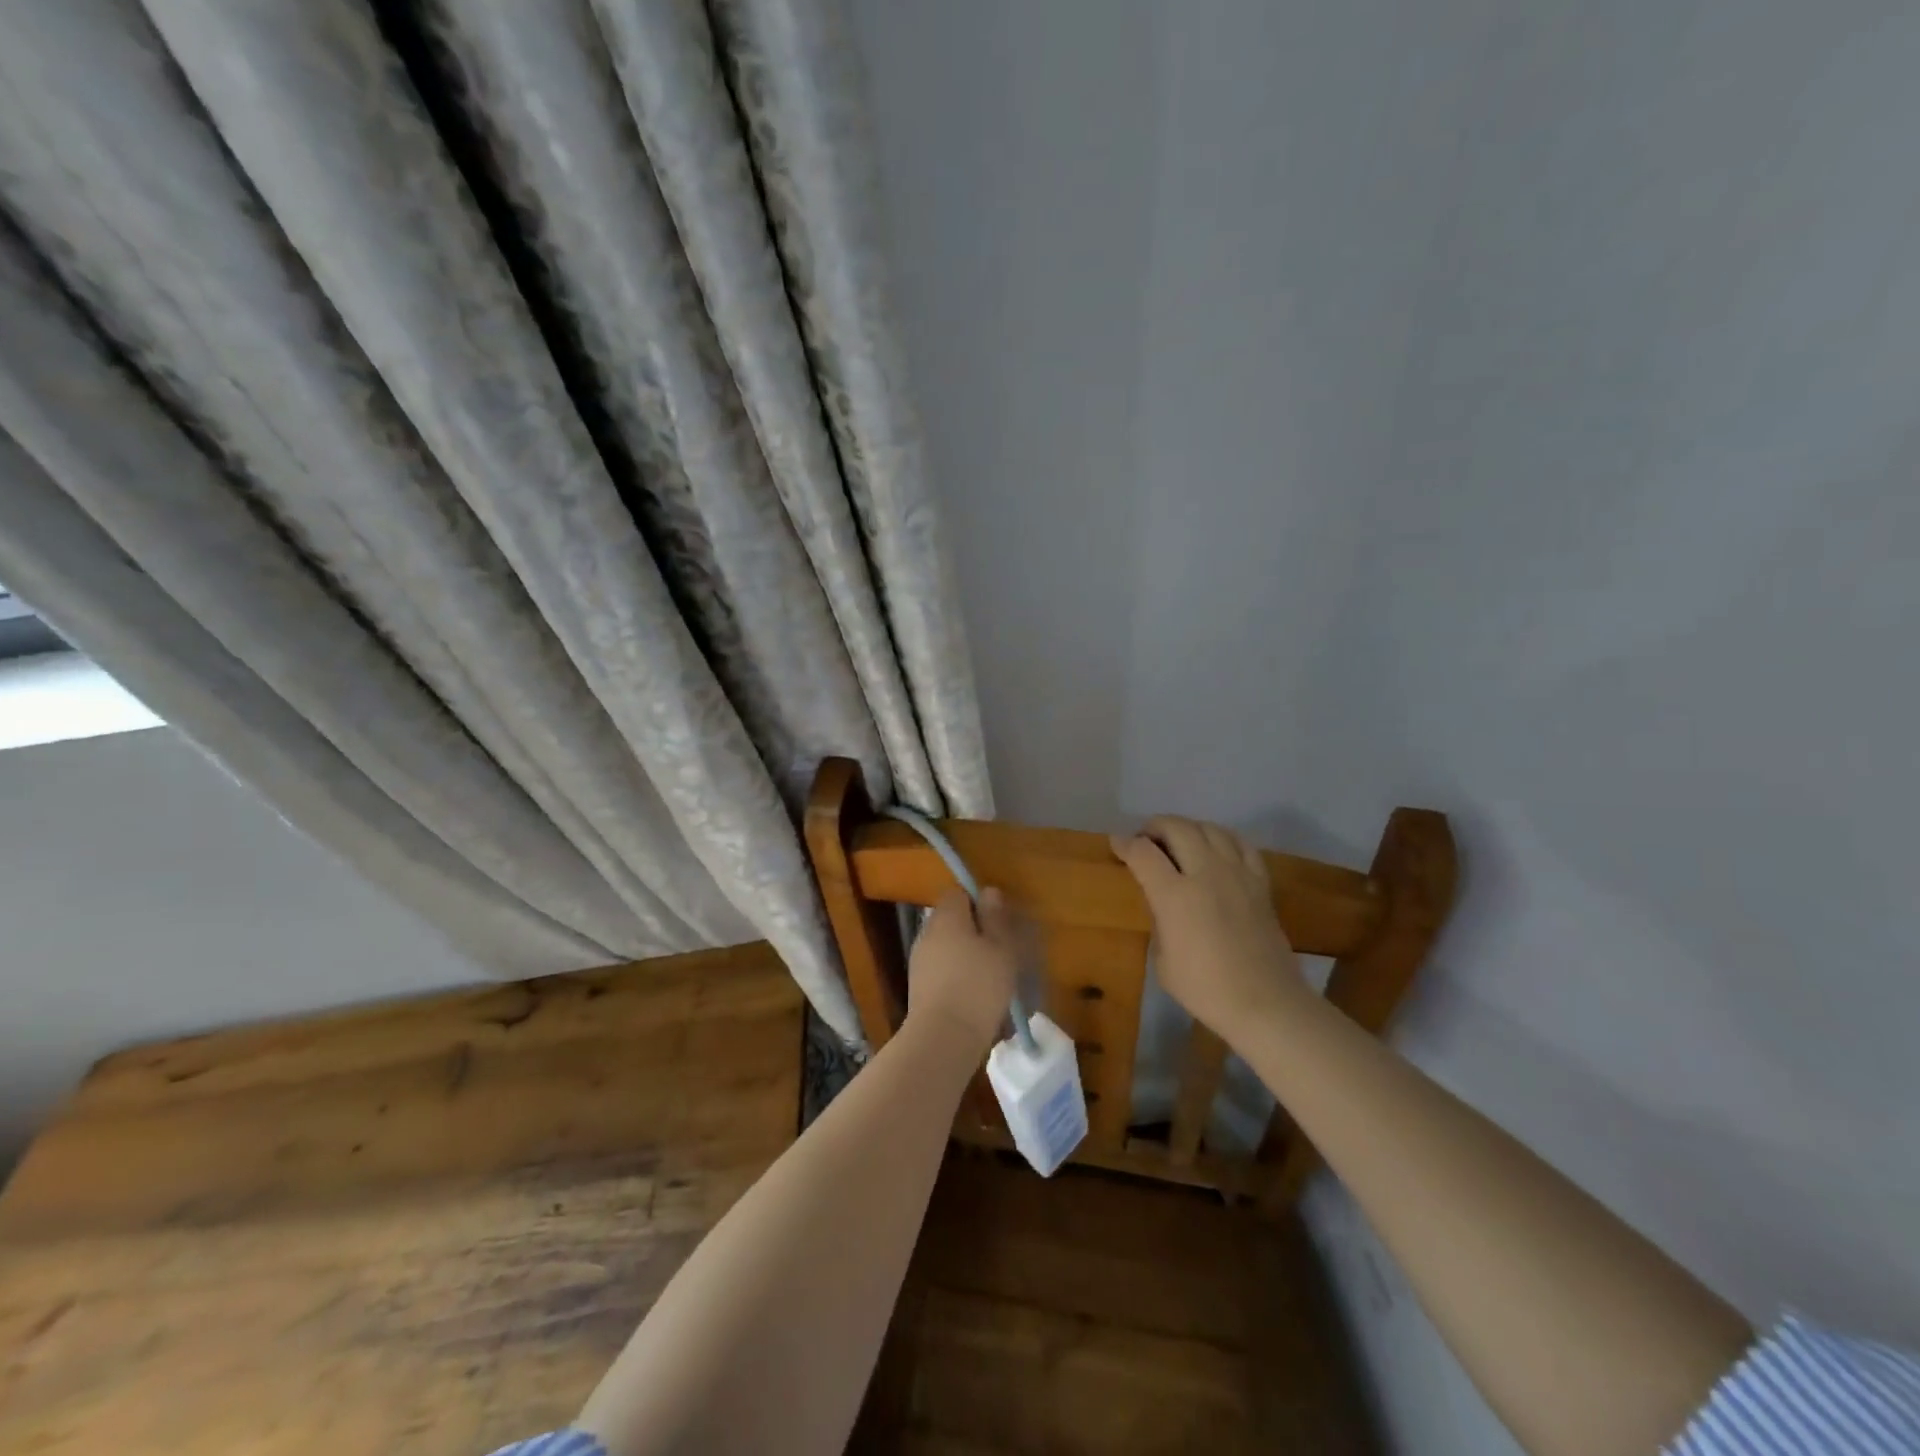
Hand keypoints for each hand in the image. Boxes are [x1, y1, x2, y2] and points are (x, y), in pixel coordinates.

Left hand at [906, 886, 1024, 1051]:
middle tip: (1000, 951)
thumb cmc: (979, 985)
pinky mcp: (918, 987)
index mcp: (946, 916)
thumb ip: (995, 917)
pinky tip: (975, 996)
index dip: (977, 902)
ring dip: (965, 956)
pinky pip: (941, 971)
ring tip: (991, 977)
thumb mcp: (1001, 947)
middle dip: (973, 931)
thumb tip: (988, 891)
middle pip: (951, 920)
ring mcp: (919, 960)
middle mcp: (927, 932)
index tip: (997, 921)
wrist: (943, 1037)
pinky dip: (956, 977)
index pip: (957, 893)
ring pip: (946, 947)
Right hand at [1111, 816, 1306, 1043]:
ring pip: (1209, 828)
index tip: (1116, 844)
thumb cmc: (1205, 988)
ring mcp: (1237, 874)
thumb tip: (1163, 904)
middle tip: (1145, 839)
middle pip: (1177, 828)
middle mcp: (1205, 873)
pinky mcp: (1260, 882)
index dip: (1125, 844)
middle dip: (1154, 827)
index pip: (1143, 853)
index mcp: (1174, 895)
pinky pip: (1241, 844)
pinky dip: (1222, 837)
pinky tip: (1216, 847)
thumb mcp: (1163, 960)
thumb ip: (1159, 921)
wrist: (1265, 1003)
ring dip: (1188, 827)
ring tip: (1178, 840)